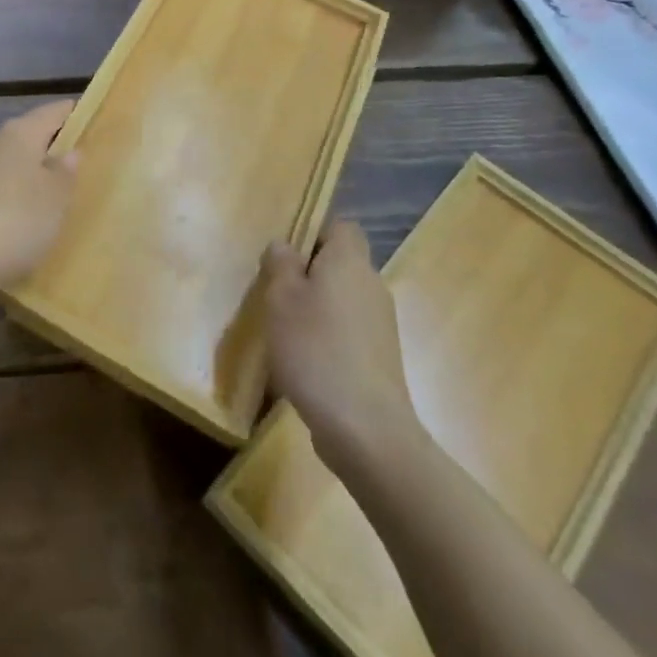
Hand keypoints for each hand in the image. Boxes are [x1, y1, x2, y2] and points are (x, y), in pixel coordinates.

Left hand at [0, 101, 79, 301]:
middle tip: (91, 158)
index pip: (54, 111)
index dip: (76, 112)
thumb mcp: (55, 196)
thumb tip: (70, 151)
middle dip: (58, 145)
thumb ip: (65, 171)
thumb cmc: (17, 219)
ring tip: (68, 191)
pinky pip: (7, 192)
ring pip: (19, 165)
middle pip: (34, 136)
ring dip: (40, 174)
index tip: (98, 118)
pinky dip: (23, 199)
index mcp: (21, 134)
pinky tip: (36, 218)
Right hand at [263, 223, 423, 467]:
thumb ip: (281, 264)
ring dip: (317, 309)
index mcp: (350, 262)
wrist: (366, 429)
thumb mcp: (281, 298)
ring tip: (284, 331)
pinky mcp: (381, 359)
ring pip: (343, 300)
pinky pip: (349, 332)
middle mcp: (372, 285)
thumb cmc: (316, 349)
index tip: (286, 255)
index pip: (341, 227)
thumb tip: (285, 246)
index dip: (314, 233)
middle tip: (275, 293)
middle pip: (341, 264)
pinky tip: (305, 363)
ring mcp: (381, 325)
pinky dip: (328, 338)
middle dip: (309, 274)